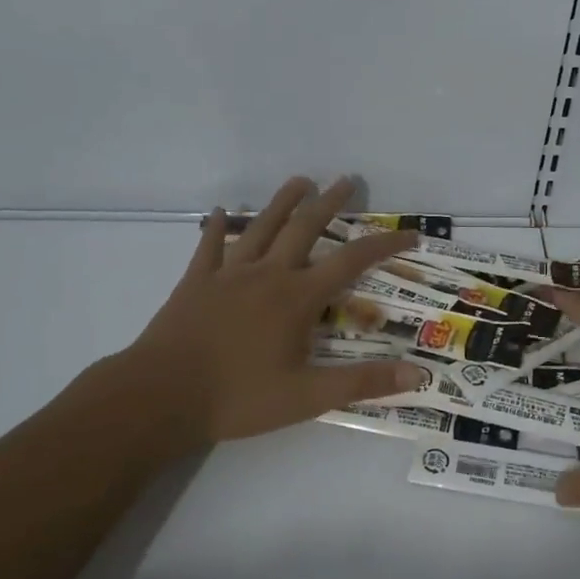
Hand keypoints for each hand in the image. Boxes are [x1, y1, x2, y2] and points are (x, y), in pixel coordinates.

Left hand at [102, 177, 427, 445]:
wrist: (160, 396)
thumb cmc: (238, 398)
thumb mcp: (308, 397)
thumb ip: (363, 382)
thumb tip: (419, 374)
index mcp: (297, 298)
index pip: (351, 261)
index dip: (384, 245)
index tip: (409, 233)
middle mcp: (267, 274)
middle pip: (305, 228)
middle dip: (330, 203)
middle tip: (347, 180)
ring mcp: (228, 274)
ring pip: (261, 227)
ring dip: (282, 202)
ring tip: (300, 181)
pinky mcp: (196, 282)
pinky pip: (210, 246)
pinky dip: (219, 227)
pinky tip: (223, 211)